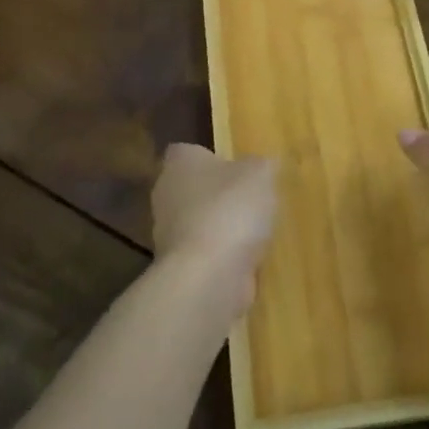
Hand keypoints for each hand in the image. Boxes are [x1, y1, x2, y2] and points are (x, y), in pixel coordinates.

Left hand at [152, 144, 277, 318]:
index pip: (186, 151)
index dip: (210, 156)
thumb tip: (262, 166)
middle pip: (193, 188)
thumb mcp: (260, 174)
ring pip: (198, 222)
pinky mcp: (180, 268)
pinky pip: (205, 254)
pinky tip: (248, 260)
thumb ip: (261, 165)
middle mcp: (166, 195)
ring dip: (222, 227)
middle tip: (251, 198)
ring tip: (256, 232)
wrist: (208, 277)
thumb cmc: (230, 209)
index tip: (235, 166)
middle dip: (218, 194)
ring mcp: (169, 235)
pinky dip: (223, 257)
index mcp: (180, 163)